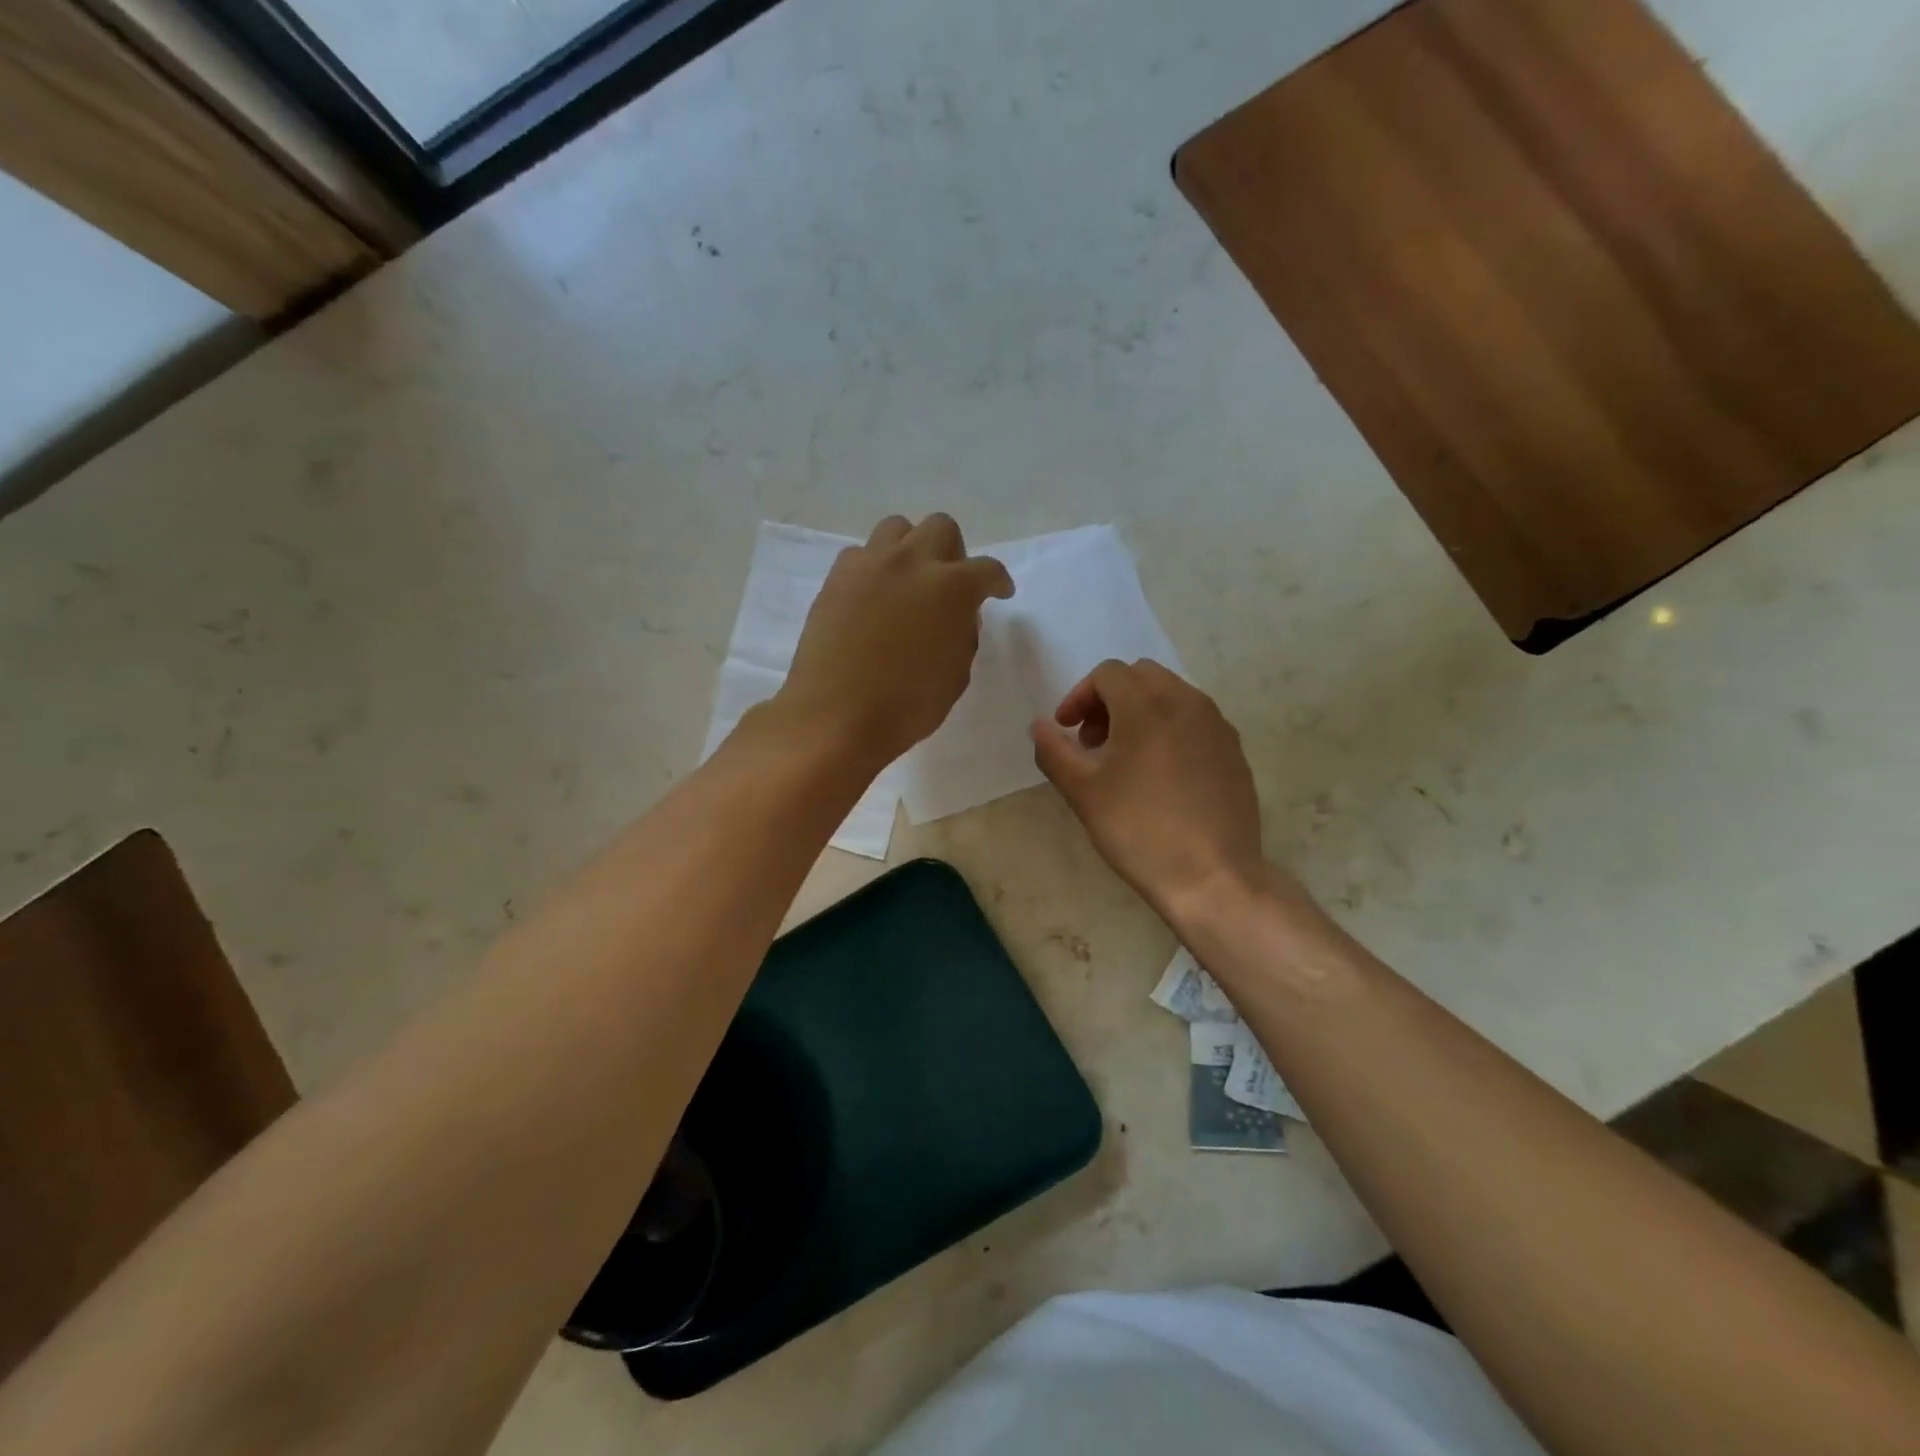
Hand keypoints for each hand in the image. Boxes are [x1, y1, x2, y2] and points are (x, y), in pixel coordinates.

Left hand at [779, 514, 1013, 767]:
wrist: (835, 716)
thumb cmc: (905, 706)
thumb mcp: (955, 676)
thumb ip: (962, 636)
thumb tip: (956, 617)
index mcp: (951, 588)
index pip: (987, 569)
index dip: (998, 581)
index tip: (999, 592)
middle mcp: (911, 563)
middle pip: (941, 528)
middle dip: (953, 553)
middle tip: (950, 585)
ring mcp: (869, 566)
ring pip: (896, 529)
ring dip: (911, 549)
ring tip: (908, 582)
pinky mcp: (836, 579)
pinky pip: (861, 555)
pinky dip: (874, 569)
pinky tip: (873, 598)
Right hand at [1031, 660, 1262, 923]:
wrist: (1212, 877)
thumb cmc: (1139, 830)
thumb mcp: (1083, 792)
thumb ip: (1054, 750)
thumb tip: (1039, 725)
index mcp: (1147, 705)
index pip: (1108, 674)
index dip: (1078, 697)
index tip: (1067, 731)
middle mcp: (1187, 702)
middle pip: (1141, 676)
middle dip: (1109, 699)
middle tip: (1093, 741)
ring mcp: (1217, 725)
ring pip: (1171, 694)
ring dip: (1140, 711)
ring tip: (1124, 758)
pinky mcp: (1234, 750)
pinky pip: (1195, 720)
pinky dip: (1169, 728)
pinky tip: (1160, 773)